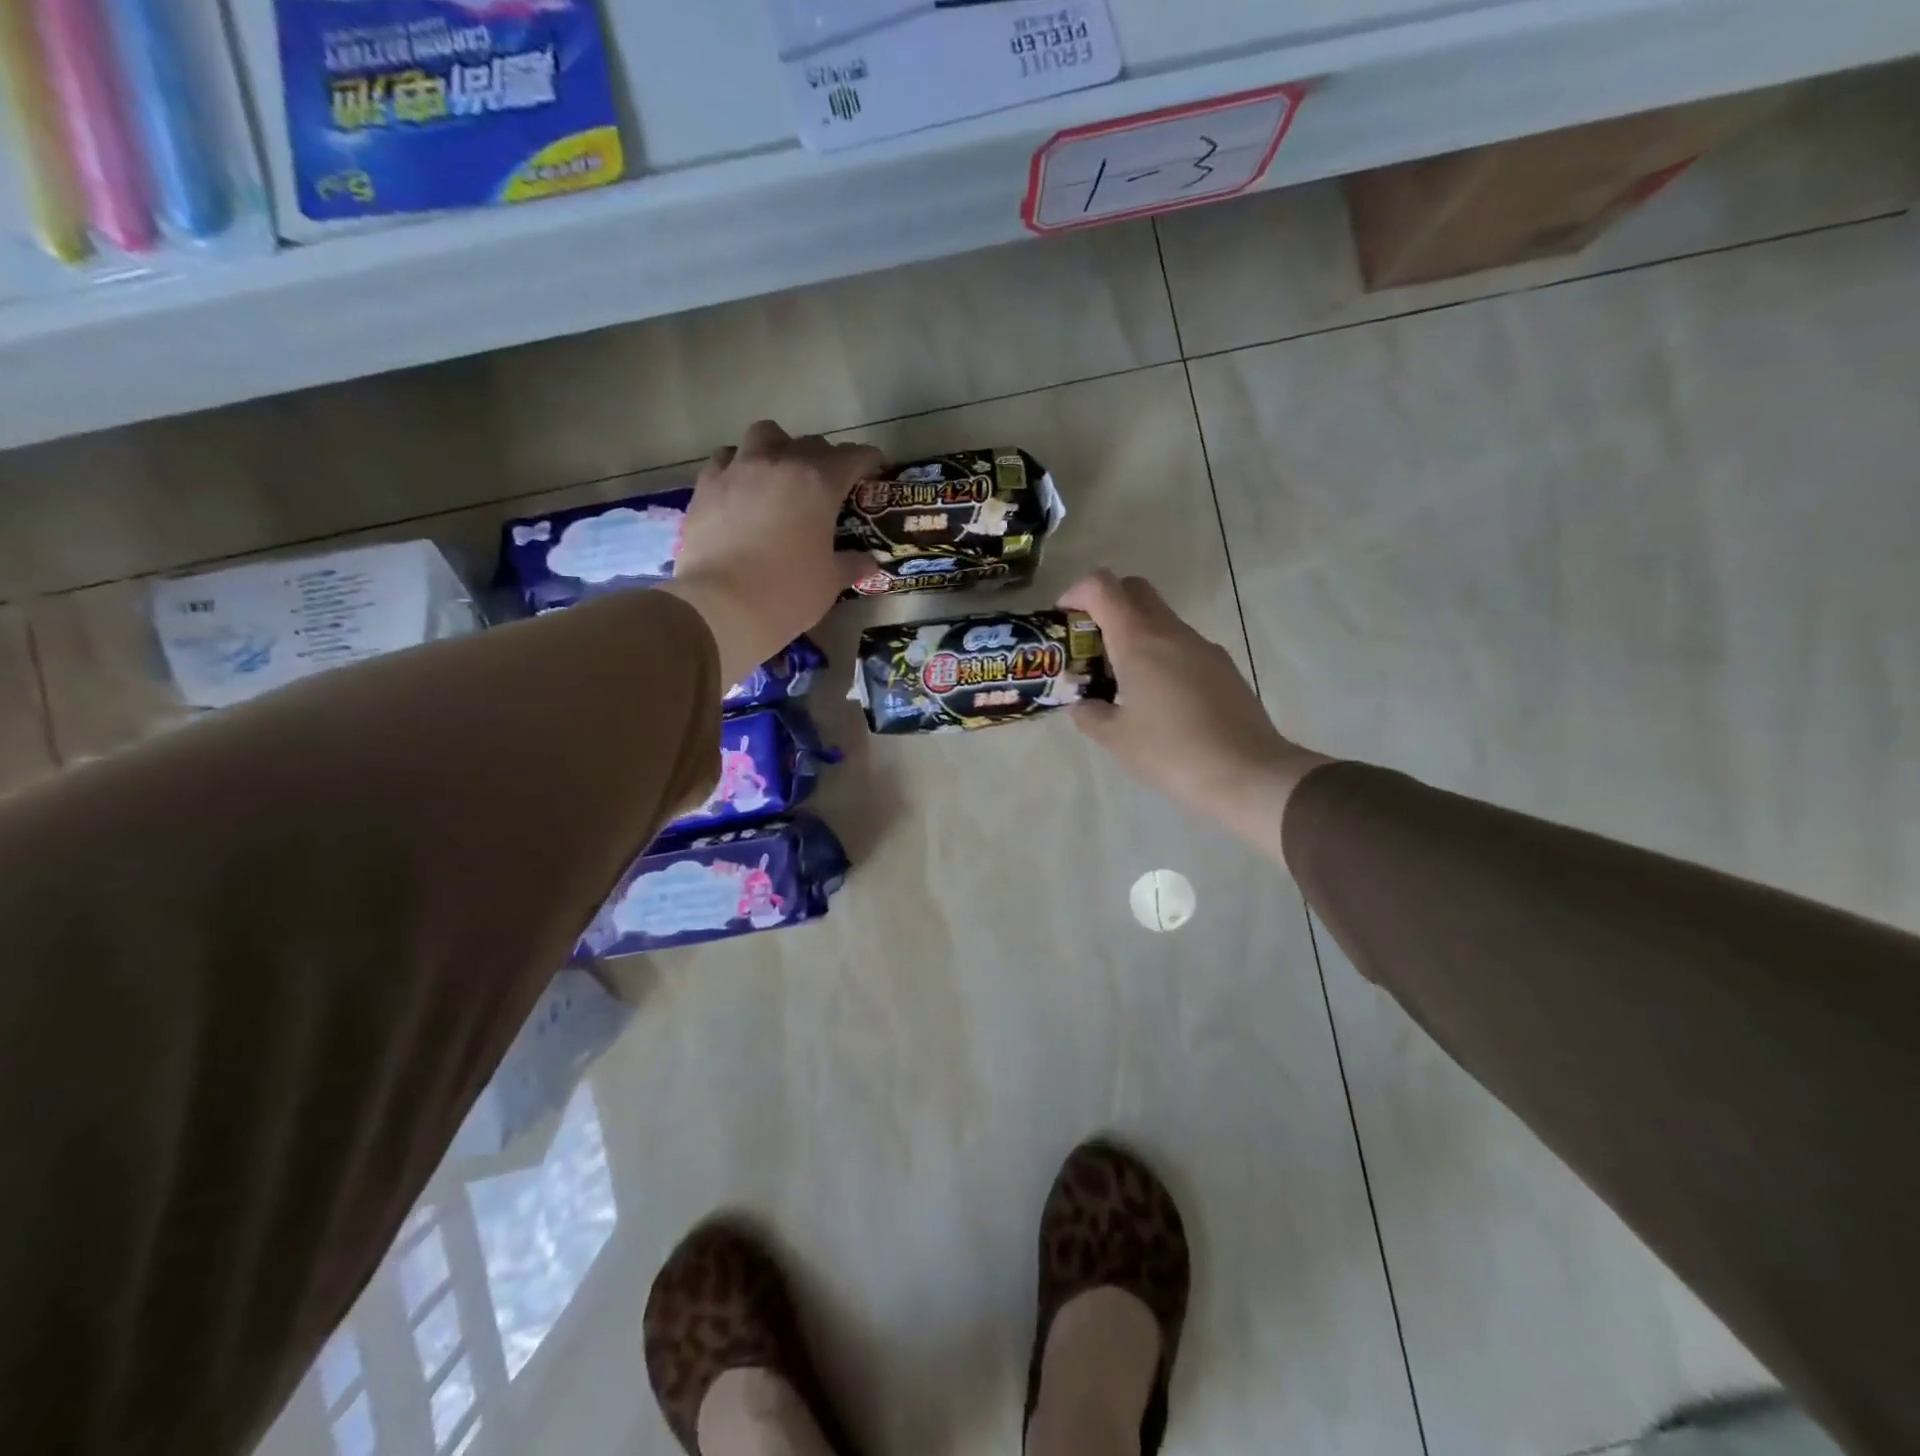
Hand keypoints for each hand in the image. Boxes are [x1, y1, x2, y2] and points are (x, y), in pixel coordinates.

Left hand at [662, 421, 882, 687]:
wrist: (720, 606)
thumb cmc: (787, 593)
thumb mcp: (830, 583)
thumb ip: (851, 564)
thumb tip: (870, 562)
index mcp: (819, 483)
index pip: (853, 456)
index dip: (868, 461)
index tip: (874, 472)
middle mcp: (780, 463)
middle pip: (810, 444)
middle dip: (825, 459)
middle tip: (828, 485)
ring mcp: (738, 469)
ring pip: (764, 436)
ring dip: (778, 449)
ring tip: (779, 475)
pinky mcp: (706, 484)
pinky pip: (726, 459)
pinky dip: (740, 466)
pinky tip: (742, 489)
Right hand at [1060, 571, 1331, 865]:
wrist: (1248, 772)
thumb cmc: (1172, 752)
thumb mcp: (1116, 739)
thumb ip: (1089, 714)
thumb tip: (1082, 704)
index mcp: (1139, 641)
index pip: (1103, 587)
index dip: (1077, 592)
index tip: (1064, 620)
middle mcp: (1171, 632)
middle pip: (1135, 590)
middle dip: (1106, 605)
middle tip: (1090, 644)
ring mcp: (1202, 647)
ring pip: (1160, 619)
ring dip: (1134, 633)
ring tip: (1121, 679)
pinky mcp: (1223, 666)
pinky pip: (1182, 645)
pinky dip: (1160, 654)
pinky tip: (1158, 699)